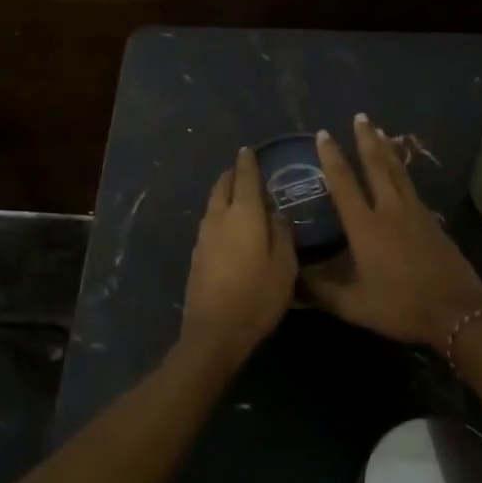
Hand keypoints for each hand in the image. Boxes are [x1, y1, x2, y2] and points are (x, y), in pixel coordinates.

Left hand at [179, 147, 297, 367]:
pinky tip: (229, 224)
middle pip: (223, 187)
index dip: (248, 162)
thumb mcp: (284, 266)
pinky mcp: (197, 255)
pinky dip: (219, 214)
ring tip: (237, 194)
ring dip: (224, 193)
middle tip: (243, 169)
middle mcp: (219, 218)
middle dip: (232, 174)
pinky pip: (209, 222)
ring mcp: (204, 237)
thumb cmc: (257, 297)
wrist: (214, 332)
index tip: (248, 150)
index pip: (245, 178)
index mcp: (244, 214)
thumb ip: (283, 234)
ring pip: (213, 204)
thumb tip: (278, 213)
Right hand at [306, 115, 481, 347]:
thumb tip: (290, 280)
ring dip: (386, 149)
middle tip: (359, 117)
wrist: (457, 311)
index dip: (332, 158)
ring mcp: (415, 213)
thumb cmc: (400, 306)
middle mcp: (390, 210)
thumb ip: (319, 290)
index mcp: (366, 226)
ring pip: (397, 172)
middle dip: (365, 140)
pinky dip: (402, 170)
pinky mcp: (432, 221)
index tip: (323, 135)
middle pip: (376, 166)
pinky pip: (411, 186)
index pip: (344, 184)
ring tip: (379, 130)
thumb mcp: (353, 305)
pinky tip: (401, 171)